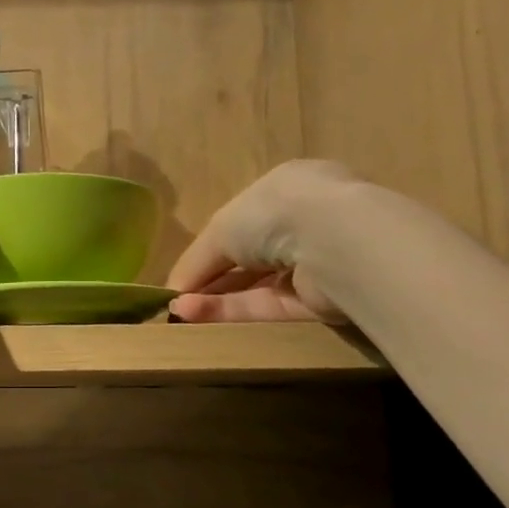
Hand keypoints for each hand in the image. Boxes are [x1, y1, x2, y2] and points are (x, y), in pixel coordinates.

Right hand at [168, 160, 356, 323]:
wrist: (334, 241)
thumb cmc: (272, 214)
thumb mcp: (220, 228)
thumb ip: (196, 260)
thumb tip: (175, 292)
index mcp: (284, 191)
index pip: (243, 222)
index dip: (211, 247)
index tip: (183, 272)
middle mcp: (303, 223)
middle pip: (250, 258)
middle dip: (212, 278)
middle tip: (177, 299)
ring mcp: (315, 264)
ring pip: (257, 286)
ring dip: (216, 298)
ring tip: (178, 312)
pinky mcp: (320, 303)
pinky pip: (269, 307)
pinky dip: (233, 311)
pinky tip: (196, 316)